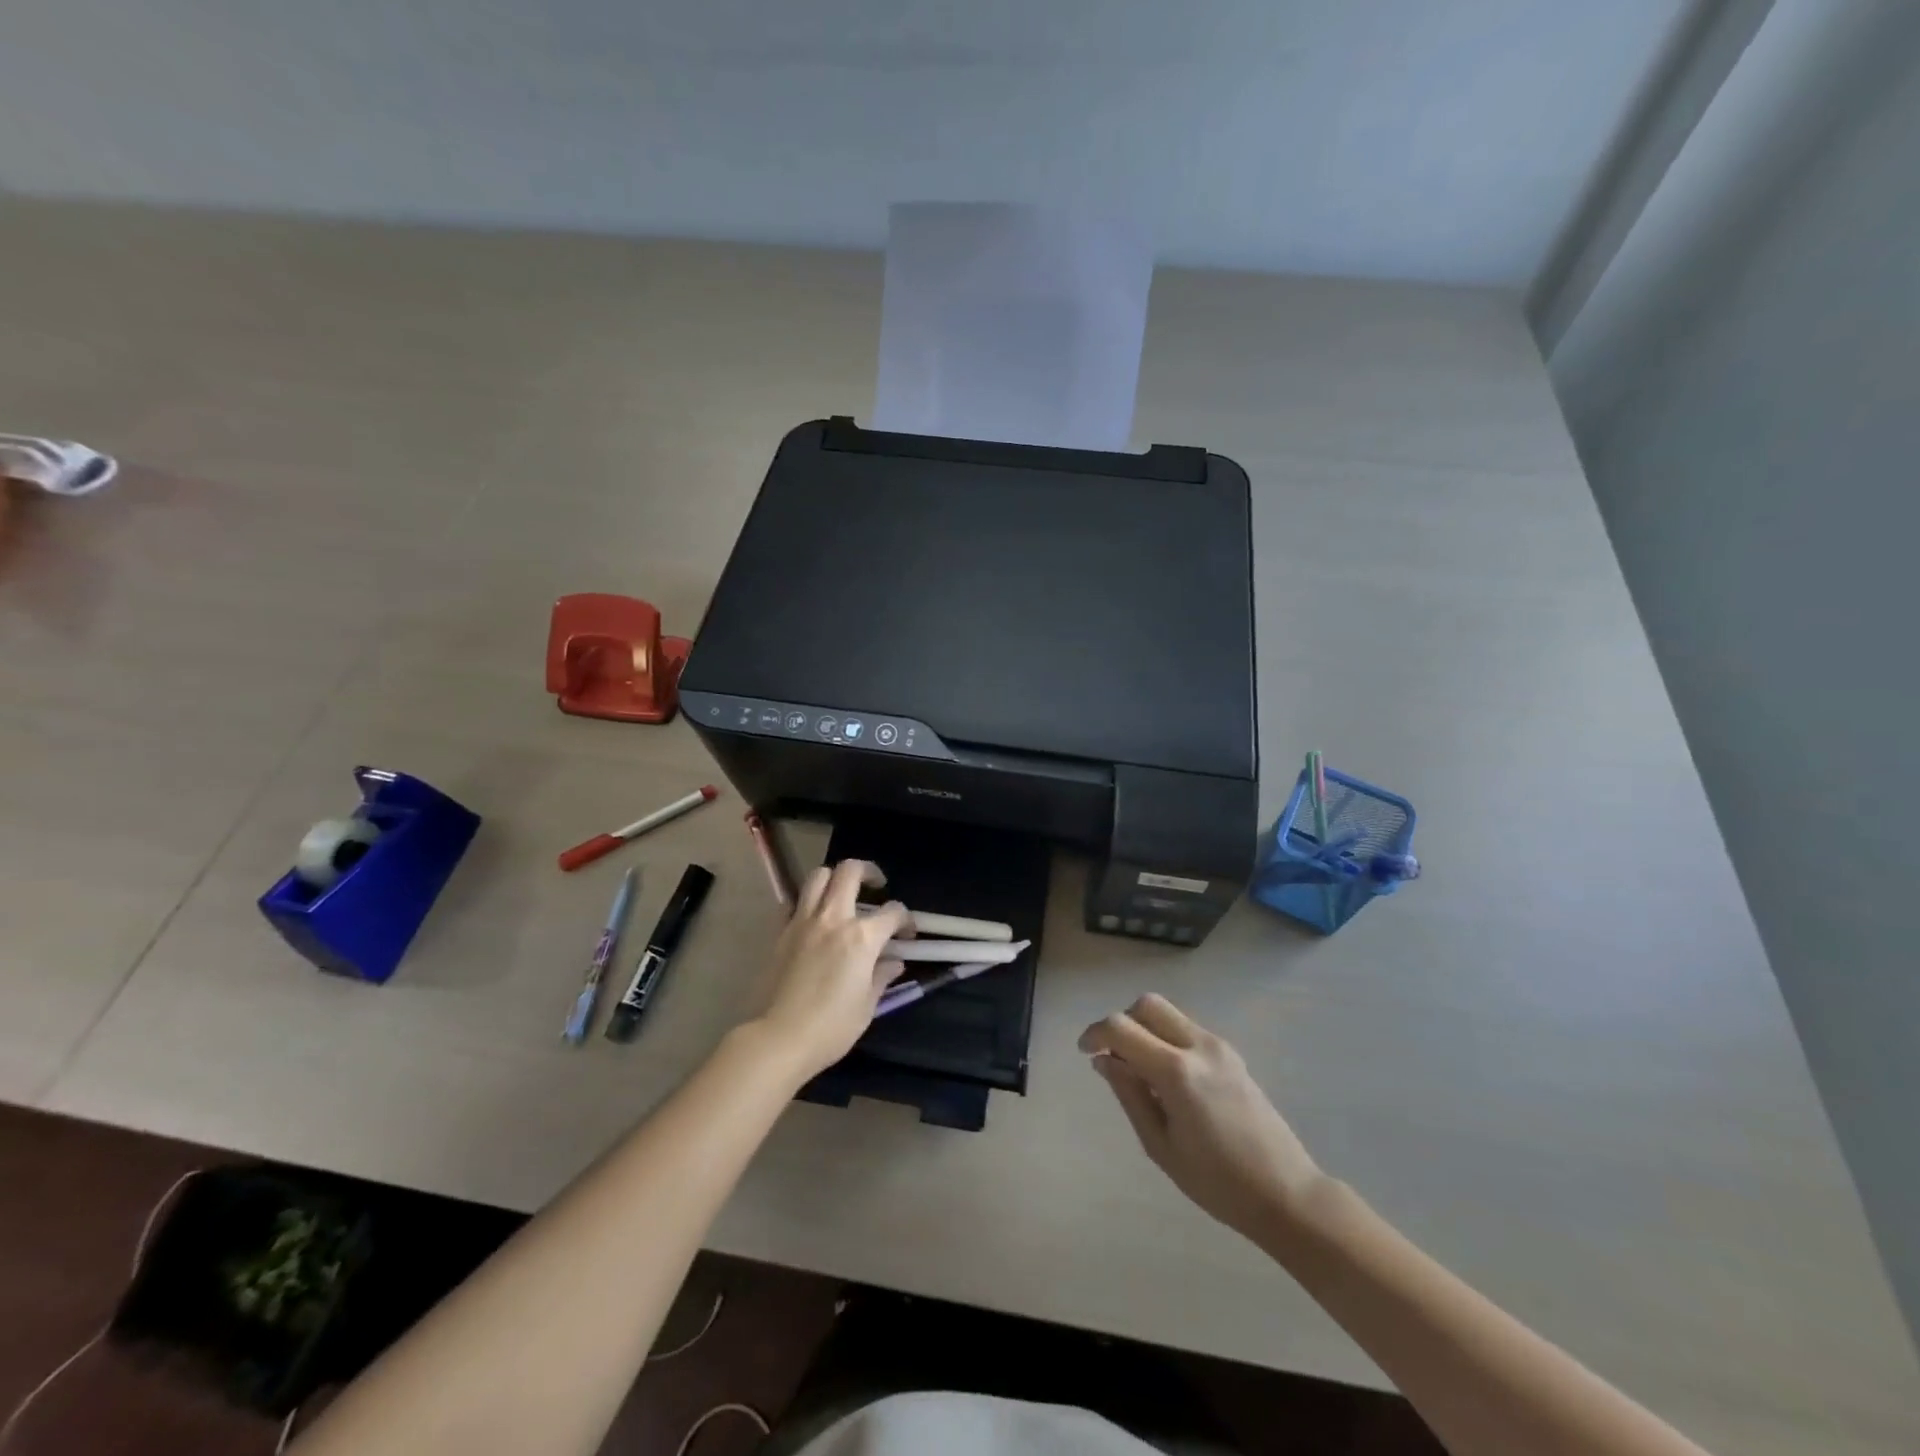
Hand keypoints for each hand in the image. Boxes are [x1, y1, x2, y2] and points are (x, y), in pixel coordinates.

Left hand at [752, 859, 910, 1079]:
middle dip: (869, 872)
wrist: (778, 1038)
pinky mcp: (781, 932)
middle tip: (877, 886)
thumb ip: (881, 976)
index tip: (907, 933)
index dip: (905, 919)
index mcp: (862, 937)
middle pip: (850, 871)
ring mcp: (803, 921)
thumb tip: (893, 962)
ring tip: (843, 894)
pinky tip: (814, 920)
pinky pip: (795, 902)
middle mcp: (833, 918)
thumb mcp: (867, 1006)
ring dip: (835, 878)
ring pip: (818, 876)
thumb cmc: (831, 1028)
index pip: (893, 912)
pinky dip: (807, 903)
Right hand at [1080, 995, 1324, 1243]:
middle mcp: (1199, 1046)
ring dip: (1145, 1029)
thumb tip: (1105, 1060)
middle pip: (1148, 1005)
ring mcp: (1220, 1047)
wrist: (1287, 1194)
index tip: (1084, 1052)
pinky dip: (1166, 1038)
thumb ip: (1129, 1095)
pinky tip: (1168, 1079)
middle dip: (1122, 1022)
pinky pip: (1187, 1030)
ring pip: (1169, 1013)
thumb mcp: (1160, 1146)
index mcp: (1177, 1071)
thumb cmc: (1218, 1183)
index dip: (1095, 1033)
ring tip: (1140, 1072)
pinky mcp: (1232, 1055)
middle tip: (1113, 1056)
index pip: (1122, 1028)